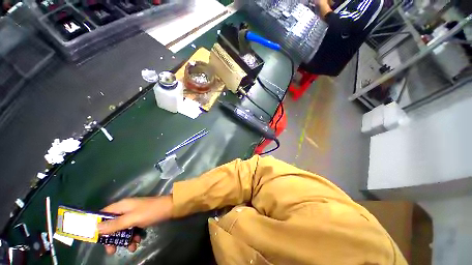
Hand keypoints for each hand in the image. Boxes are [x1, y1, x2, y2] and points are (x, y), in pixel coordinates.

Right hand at [98, 195, 173, 253]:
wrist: (170, 208)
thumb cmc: (151, 211)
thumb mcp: (132, 218)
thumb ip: (115, 224)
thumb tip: (96, 227)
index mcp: (122, 205)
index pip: (103, 214)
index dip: (97, 225)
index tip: (94, 239)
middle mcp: (126, 209)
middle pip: (111, 225)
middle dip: (111, 238)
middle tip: (111, 251)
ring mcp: (133, 214)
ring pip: (122, 229)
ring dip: (124, 240)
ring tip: (131, 248)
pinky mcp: (140, 219)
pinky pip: (131, 230)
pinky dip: (133, 237)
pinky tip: (137, 242)